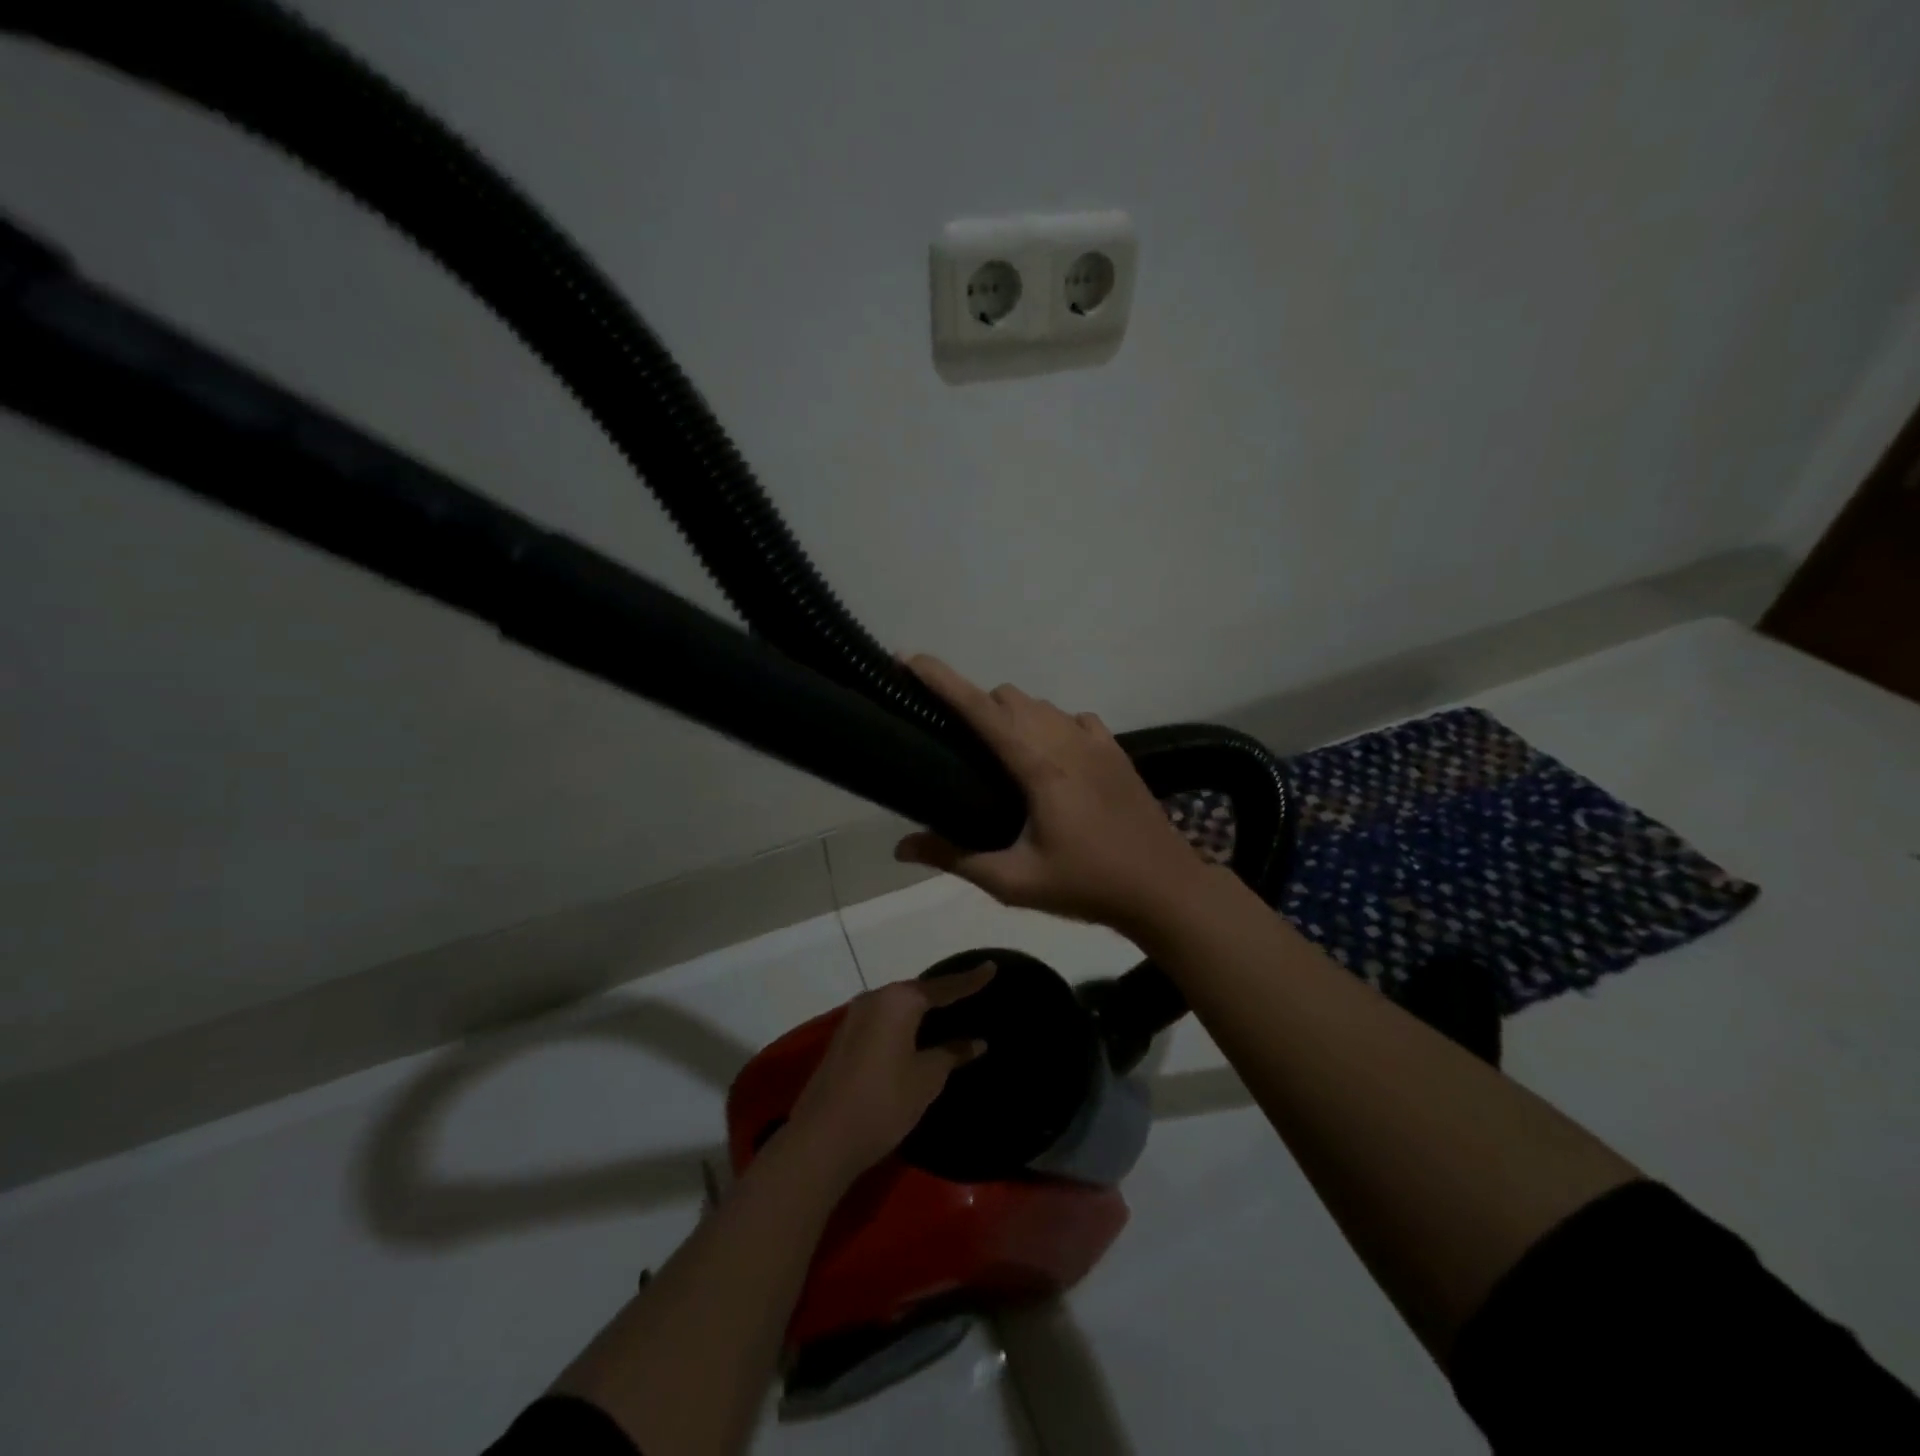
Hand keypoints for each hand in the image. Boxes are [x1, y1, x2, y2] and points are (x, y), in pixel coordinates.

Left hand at [785, 962, 994, 1178]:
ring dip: (921, 1010)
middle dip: (943, 994)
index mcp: (899, 1001)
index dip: (970, 980)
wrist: (822, 1138)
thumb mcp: (926, 1078)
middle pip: (917, 992)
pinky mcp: (844, 1038)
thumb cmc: (883, 1102)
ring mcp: (854, 1017)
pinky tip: (916, 1034)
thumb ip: (952, 1054)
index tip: (991, 966)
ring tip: (948, 1012)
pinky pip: (883, 1020)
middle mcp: (875, 999)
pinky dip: (903, 1023)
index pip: (943, 987)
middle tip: (971, 992)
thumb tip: (976, 1041)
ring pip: (897, 1006)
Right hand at [894, 655, 1215, 930]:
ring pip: (1042, 704)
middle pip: (1009, 697)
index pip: (980, 708)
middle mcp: (1065, 739)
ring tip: (1000, 752)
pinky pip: (1073, 718)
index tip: (910, 660)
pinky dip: (1052, 724)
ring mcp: (1095, 741)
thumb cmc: (1087, 885)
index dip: (942, 680)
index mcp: (1038, 765)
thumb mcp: (1015, 882)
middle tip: (956, 740)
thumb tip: (901, 848)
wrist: (1165, 889)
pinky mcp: (1115, 751)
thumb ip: (956, 859)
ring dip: (1013, 714)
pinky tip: (1051, 756)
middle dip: (976, 703)